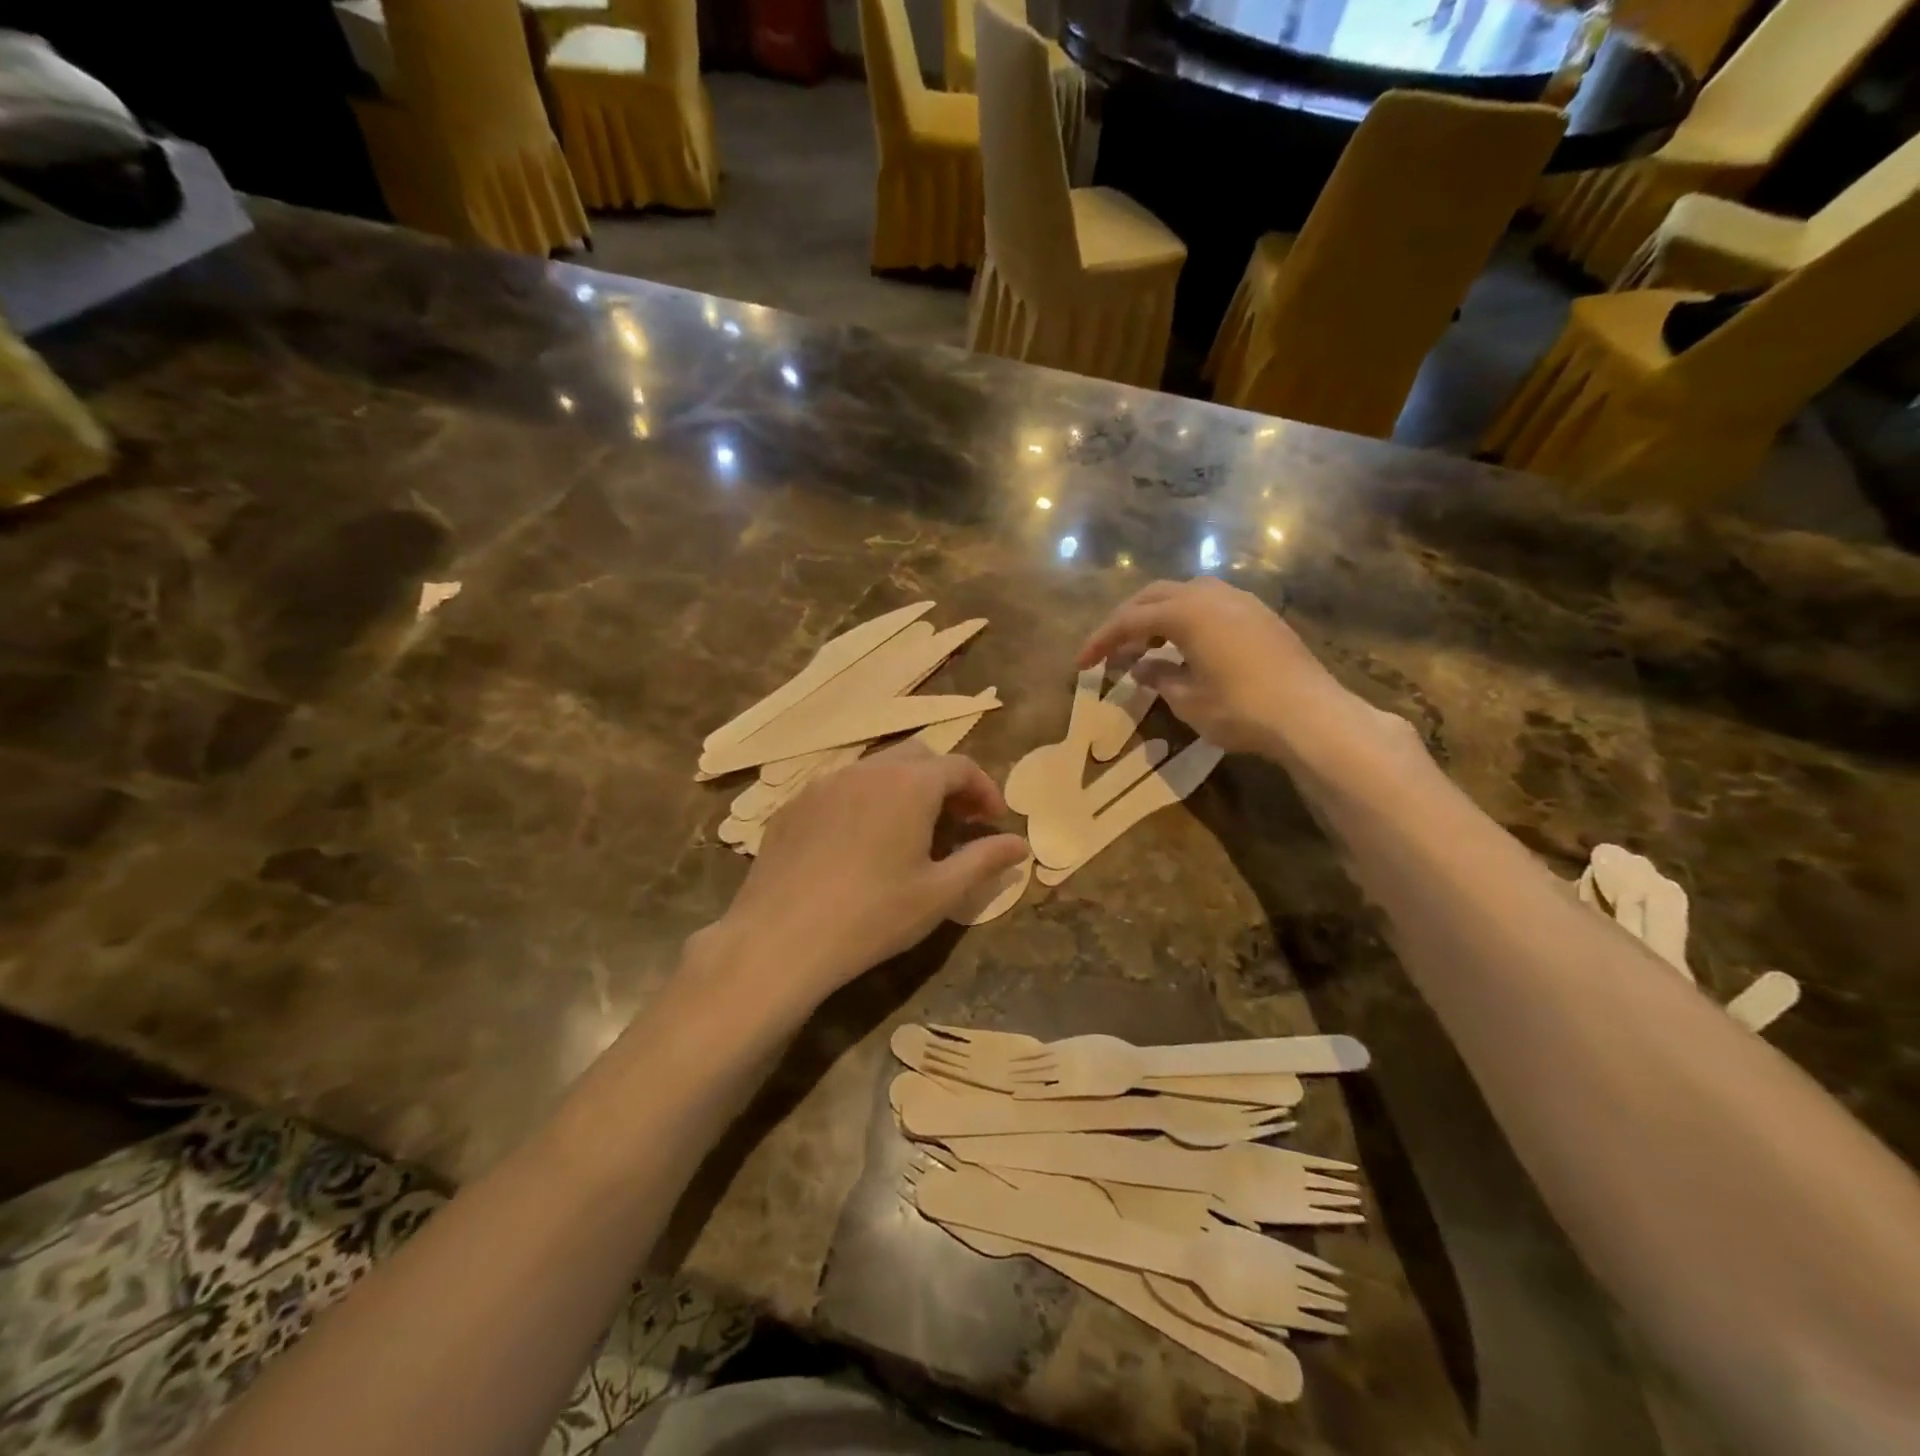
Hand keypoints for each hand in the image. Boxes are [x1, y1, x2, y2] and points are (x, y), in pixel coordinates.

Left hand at [700, 743, 1027, 1011]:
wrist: (779, 940)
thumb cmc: (872, 916)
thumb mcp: (939, 893)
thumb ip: (984, 860)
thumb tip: (1020, 845)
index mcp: (909, 784)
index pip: (960, 767)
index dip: (984, 789)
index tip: (993, 820)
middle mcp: (867, 770)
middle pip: (918, 756)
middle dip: (946, 781)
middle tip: (958, 820)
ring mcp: (824, 784)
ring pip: (877, 768)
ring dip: (905, 788)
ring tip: (911, 830)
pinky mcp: (793, 804)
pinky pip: (841, 788)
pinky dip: (865, 800)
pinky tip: (861, 841)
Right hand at [1078, 578, 1422, 767]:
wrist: (1310, 714)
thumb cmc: (1240, 709)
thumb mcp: (1187, 700)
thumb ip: (1158, 677)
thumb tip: (1140, 667)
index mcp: (1186, 613)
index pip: (1129, 621)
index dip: (1101, 641)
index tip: (1081, 664)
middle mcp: (1211, 595)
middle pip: (1154, 597)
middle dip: (1126, 621)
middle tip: (1110, 650)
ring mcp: (1240, 601)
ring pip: (1185, 594)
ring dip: (1158, 615)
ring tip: (1147, 645)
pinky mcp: (1260, 615)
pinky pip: (1210, 604)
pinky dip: (1186, 618)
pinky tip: (1187, 645)